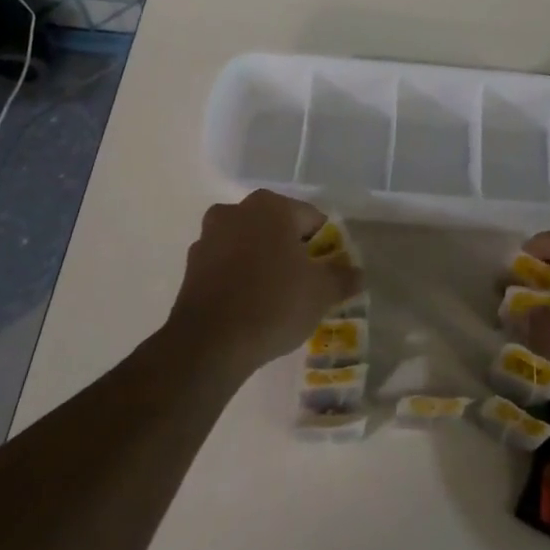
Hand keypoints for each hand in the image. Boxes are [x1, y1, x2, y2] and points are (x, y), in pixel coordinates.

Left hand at [167, 191, 360, 374]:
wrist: (210, 344)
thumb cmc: (274, 303)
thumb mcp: (321, 292)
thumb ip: (343, 277)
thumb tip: (357, 273)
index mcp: (271, 206)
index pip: (312, 220)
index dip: (325, 246)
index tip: (328, 273)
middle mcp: (236, 211)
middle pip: (277, 228)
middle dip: (292, 251)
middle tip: (304, 284)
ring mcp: (209, 236)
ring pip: (249, 244)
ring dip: (263, 262)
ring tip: (276, 297)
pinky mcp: (191, 266)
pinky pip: (227, 265)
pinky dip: (239, 277)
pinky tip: (249, 305)